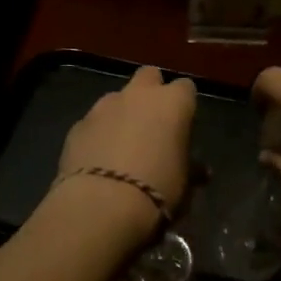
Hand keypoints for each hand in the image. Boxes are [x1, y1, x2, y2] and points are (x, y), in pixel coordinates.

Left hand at [53, 65, 197, 232]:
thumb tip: (201, 171)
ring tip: (121, 145)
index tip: (182, 124)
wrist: (101, 204)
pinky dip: (98, 133)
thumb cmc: (156, 190)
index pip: (186, 88)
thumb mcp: (184, 183)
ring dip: (122, 113)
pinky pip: (94, 121)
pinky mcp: (78, 124)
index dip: (184, 104)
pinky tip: (97, 159)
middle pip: (149, 76)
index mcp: (172, 103)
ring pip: (117, 97)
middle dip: (151, 92)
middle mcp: (138, 95)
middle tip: (152, 122)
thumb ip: (191, 168)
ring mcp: (104, 106)